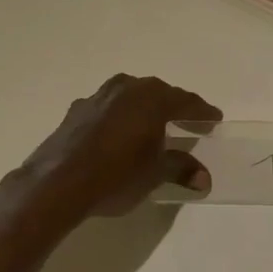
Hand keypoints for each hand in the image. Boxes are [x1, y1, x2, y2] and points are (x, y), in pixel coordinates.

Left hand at [20, 74, 222, 216]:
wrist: (58, 183)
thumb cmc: (117, 175)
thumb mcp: (155, 174)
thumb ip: (181, 169)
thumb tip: (204, 178)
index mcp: (154, 99)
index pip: (187, 102)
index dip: (203, 112)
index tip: (215, 119)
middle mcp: (129, 88)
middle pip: (160, 94)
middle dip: (175, 107)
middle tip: (188, 122)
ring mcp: (100, 96)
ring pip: (132, 96)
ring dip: (144, 109)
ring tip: (152, 126)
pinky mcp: (77, 109)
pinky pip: (109, 107)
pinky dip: (120, 117)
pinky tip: (117, 134)